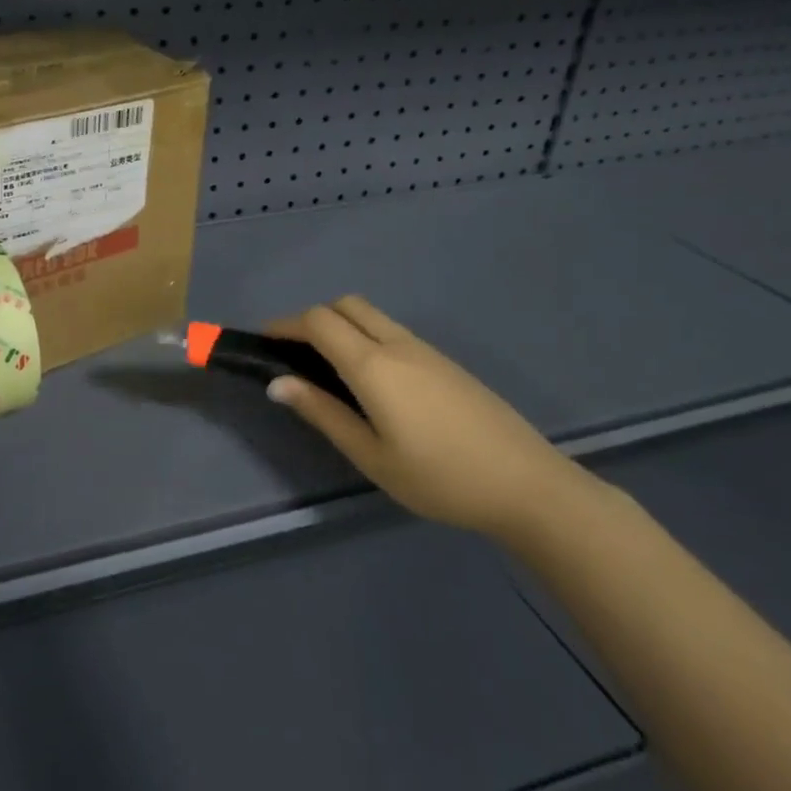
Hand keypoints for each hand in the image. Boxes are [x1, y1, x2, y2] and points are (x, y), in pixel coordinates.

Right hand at [266, 296, 581, 538]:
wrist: (526, 485)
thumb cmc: (439, 477)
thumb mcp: (371, 455)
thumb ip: (322, 413)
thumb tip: (277, 382)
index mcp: (373, 364)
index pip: (318, 321)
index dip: (285, 325)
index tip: (265, 343)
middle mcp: (397, 344)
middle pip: (344, 304)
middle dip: (312, 318)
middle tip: (296, 355)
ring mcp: (426, 349)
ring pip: (371, 315)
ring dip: (341, 326)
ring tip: (329, 369)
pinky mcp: (445, 362)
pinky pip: (393, 331)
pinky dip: (366, 337)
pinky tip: (372, 381)